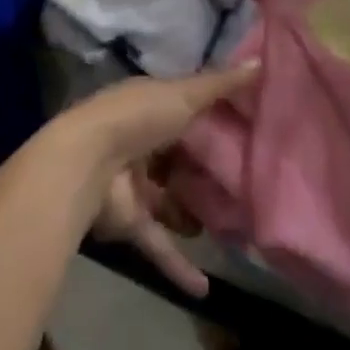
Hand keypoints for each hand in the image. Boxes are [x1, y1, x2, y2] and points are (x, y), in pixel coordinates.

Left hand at [62, 61, 259, 297]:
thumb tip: (261, 60)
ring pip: (172, 202)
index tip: (250, 130)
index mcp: (152, 107)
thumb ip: (221, 84)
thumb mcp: (185, 94)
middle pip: (180, 159)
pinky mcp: (131, 222)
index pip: (187, 111)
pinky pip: (159, 245)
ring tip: (235, 226)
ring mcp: (136, 185)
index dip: (215, 119)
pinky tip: (206, 289)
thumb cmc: (139, 117)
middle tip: (247, 184)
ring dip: (194, 216)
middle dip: (207, 172)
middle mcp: (143, 144)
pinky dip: (179, 266)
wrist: (88, 162)